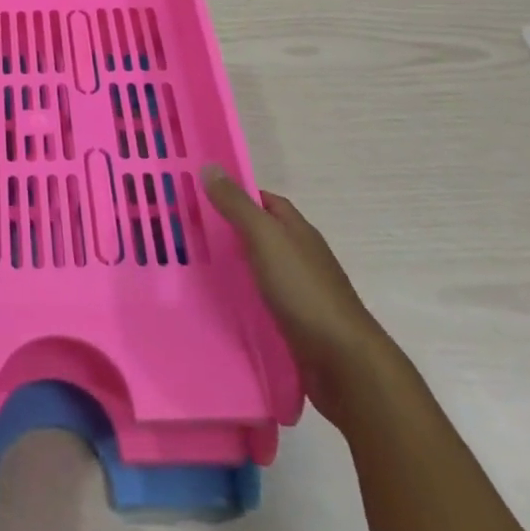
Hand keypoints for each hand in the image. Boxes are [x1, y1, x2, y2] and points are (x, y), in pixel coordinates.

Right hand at [203, 167, 398, 421]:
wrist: (343, 363)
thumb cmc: (304, 290)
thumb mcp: (265, 238)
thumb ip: (237, 205)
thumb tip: (210, 166)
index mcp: (297, 230)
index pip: (264, 201)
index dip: (234, 195)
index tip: (198, 196)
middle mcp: (300, 256)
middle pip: (260, 234)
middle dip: (227, 230)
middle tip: (186, 231)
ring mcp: (299, 291)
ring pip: (259, 268)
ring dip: (232, 266)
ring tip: (192, 266)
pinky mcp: (294, 324)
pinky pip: (261, 300)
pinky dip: (241, 297)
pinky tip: (218, 303)